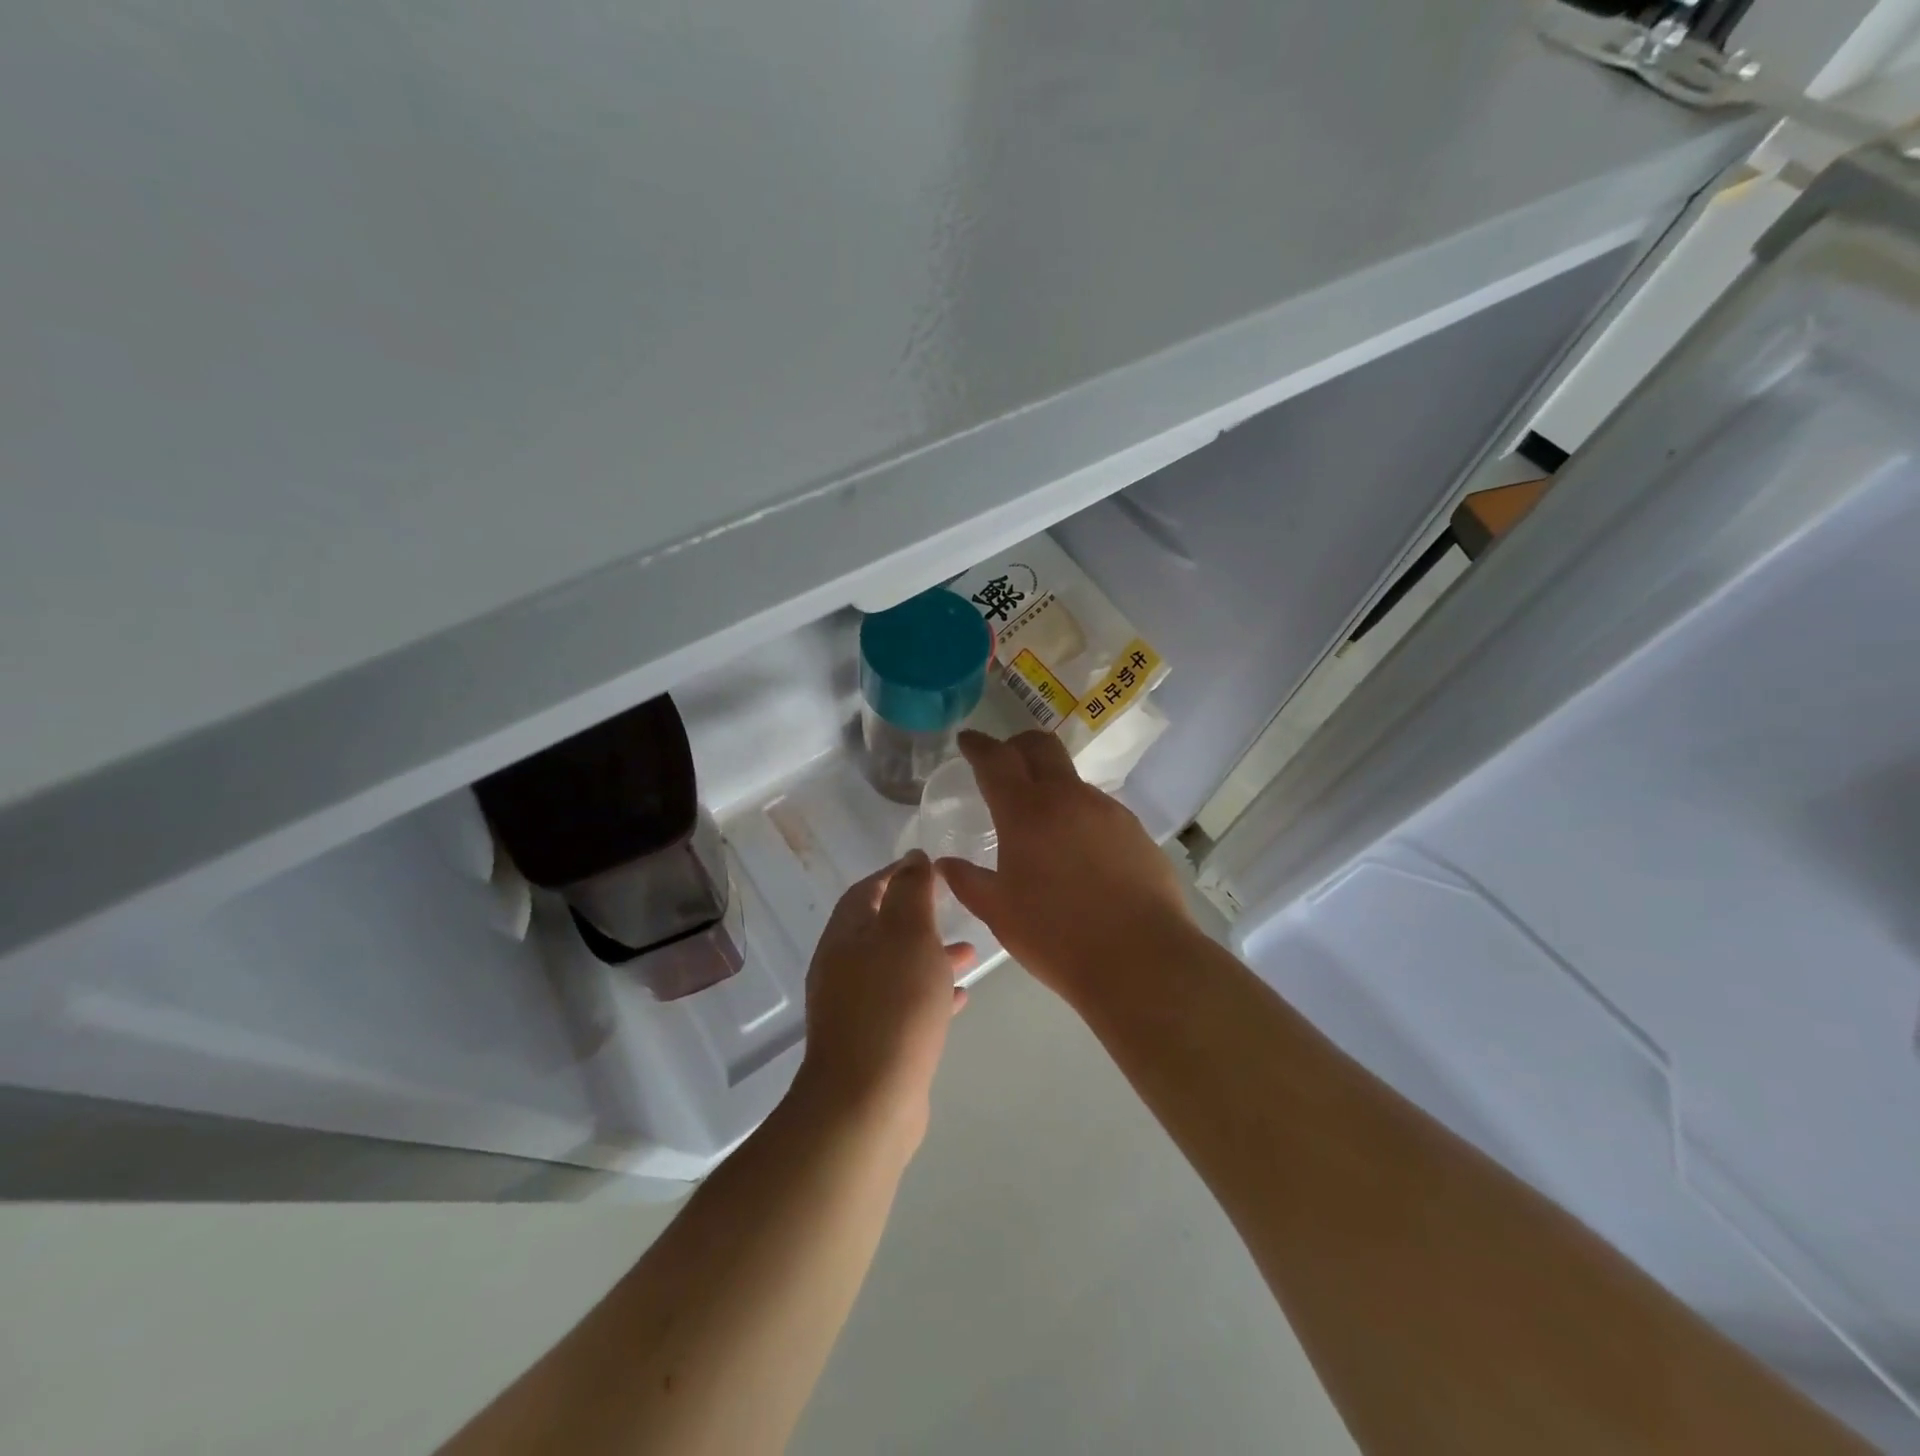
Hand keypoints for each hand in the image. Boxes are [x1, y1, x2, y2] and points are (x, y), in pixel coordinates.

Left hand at [794, 852, 972, 1142]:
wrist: (868, 1101)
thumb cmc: (893, 1004)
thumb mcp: (908, 933)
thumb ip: (911, 890)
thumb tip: (912, 857)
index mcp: (845, 936)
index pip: (867, 890)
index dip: (897, 874)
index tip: (931, 867)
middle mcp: (842, 968)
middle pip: (882, 929)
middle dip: (919, 917)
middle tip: (954, 908)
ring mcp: (855, 1008)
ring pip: (897, 968)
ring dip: (930, 956)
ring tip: (970, 953)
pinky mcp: (872, 1042)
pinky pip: (904, 1005)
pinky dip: (930, 994)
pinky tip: (960, 998)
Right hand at [937, 730, 1192, 1000]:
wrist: (1141, 959)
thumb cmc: (1057, 936)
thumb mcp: (999, 913)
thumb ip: (968, 882)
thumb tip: (945, 863)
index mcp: (1026, 812)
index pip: (996, 759)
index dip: (978, 745)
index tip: (967, 740)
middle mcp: (1068, 798)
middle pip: (1041, 746)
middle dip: (1017, 745)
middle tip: (1003, 762)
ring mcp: (1108, 811)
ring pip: (1072, 780)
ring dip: (1051, 786)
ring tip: (1041, 825)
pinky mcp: (1135, 831)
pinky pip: (1098, 810)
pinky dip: (1078, 816)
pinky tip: (1078, 854)